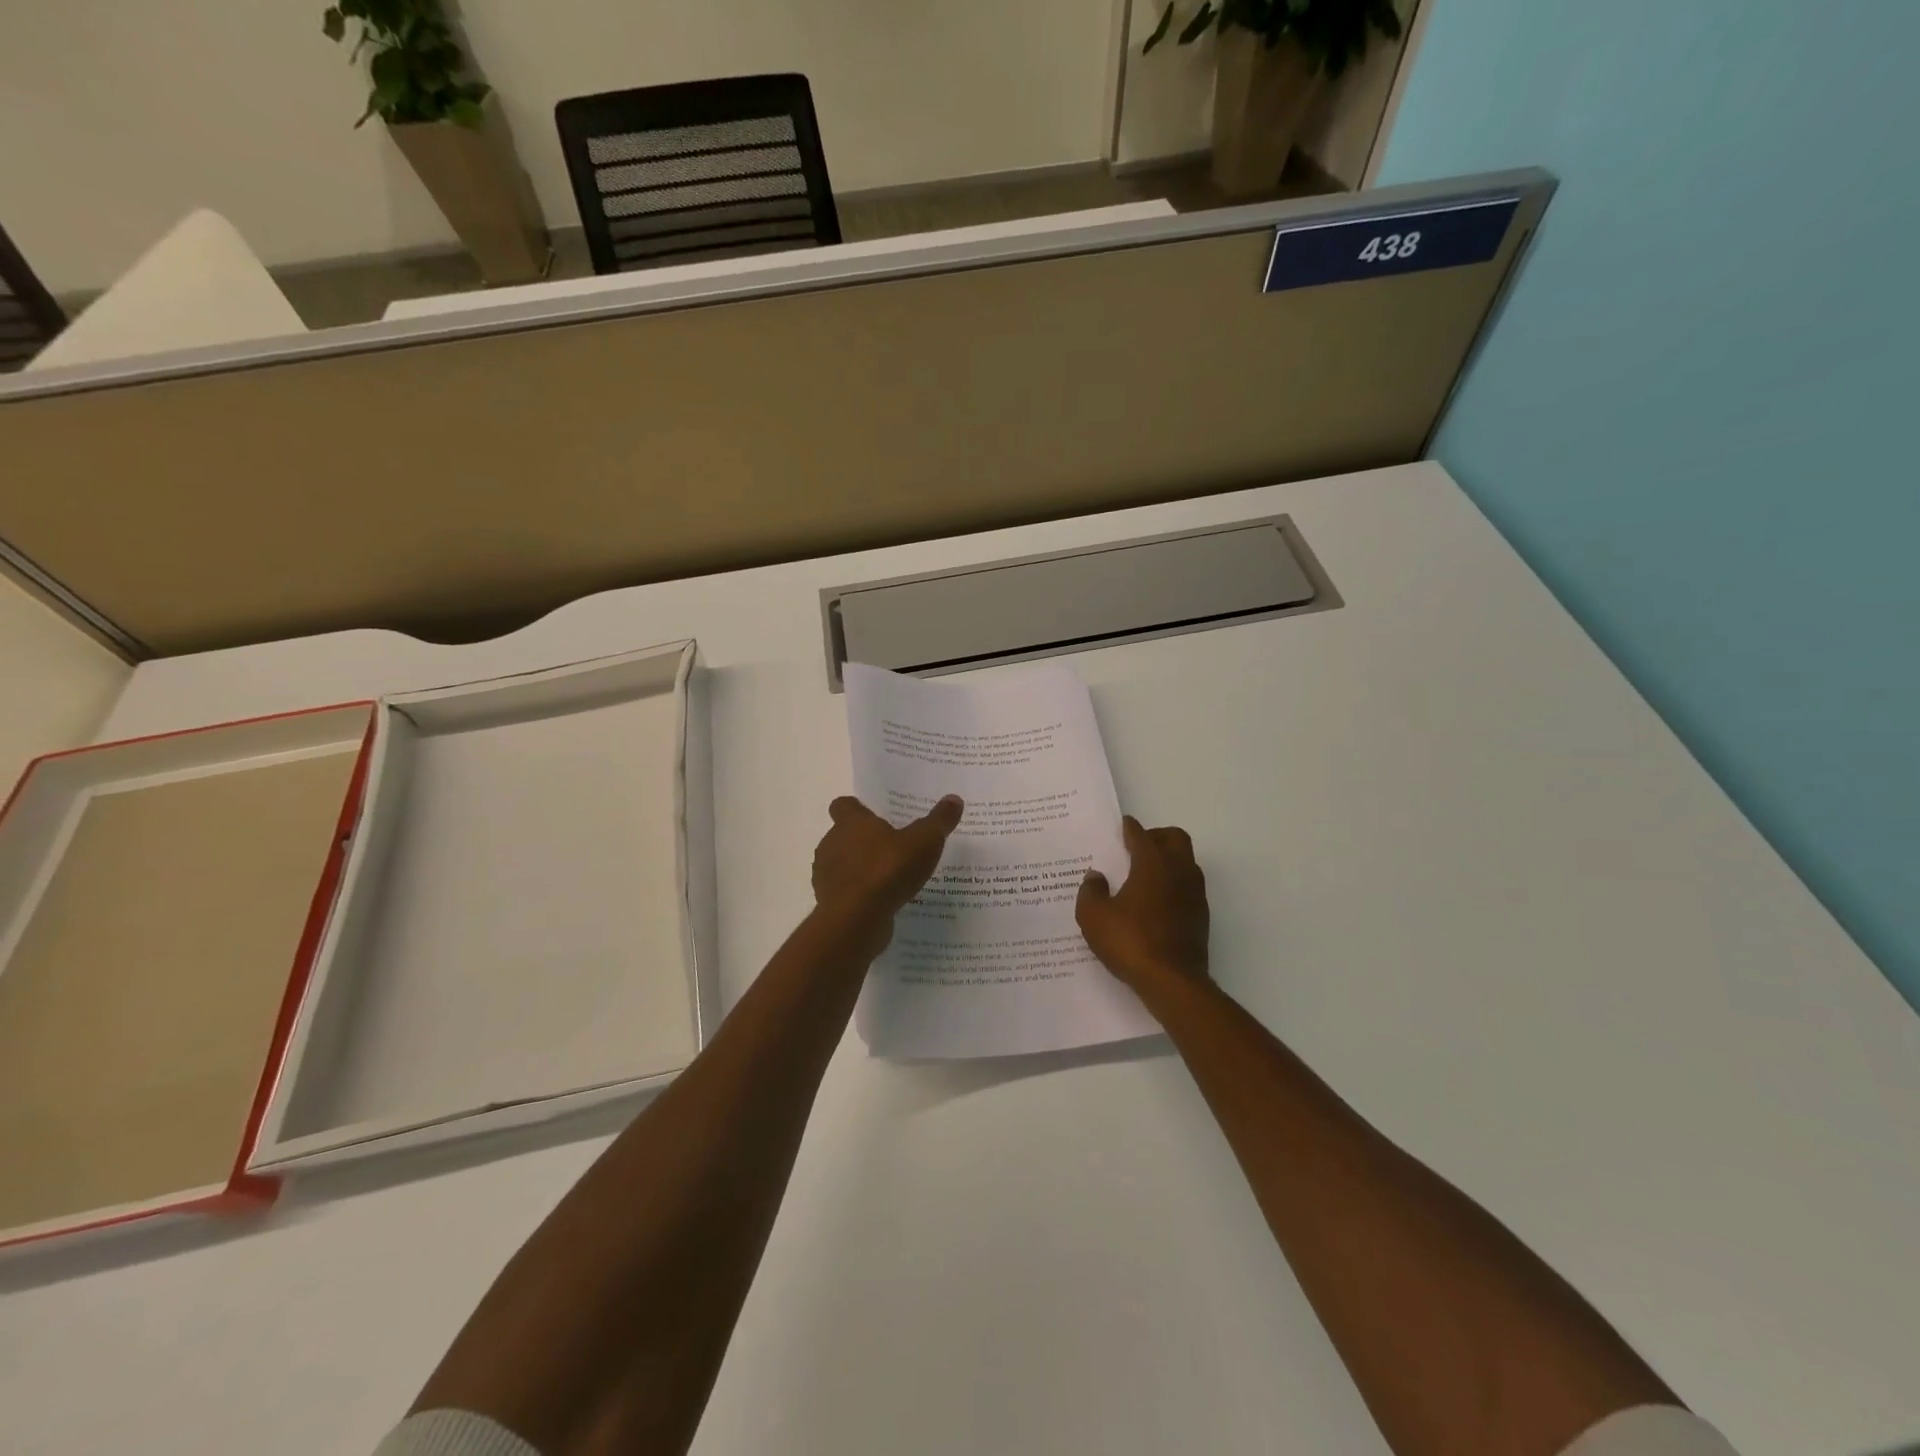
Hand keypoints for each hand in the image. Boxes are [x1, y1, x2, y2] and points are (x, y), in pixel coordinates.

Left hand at [812, 794, 963, 948]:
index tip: (875, 817)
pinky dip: (860, 895)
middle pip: (843, 836)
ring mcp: (827, 875)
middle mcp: (832, 844)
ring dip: (860, 869)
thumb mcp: (924, 841)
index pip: (843, 805)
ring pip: (842, 865)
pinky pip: (846, 893)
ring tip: (890, 878)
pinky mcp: (830, 903)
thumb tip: (954, 798)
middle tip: (892, 848)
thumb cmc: (887, 870)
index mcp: (851, 823)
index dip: (857, 809)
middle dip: (863, 841)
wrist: (856, 919)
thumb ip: (939, 821)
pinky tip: (882, 902)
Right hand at [1077, 816, 1209, 999]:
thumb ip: (1091, 891)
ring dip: (1168, 860)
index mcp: (1153, 864)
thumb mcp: (1094, 916)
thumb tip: (1096, 876)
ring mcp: (1195, 894)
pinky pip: (1188, 887)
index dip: (1130, 828)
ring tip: (1144, 875)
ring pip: (1186, 862)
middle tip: (1136, 848)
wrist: (1172, 982)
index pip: (1142, 835)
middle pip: (1175, 838)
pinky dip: (1173, 884)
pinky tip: (1155, 902)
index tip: (1123, 825)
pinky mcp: (1201, 916)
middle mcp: (1179, 871)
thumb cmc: (1130, 941)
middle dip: (1156, 837)